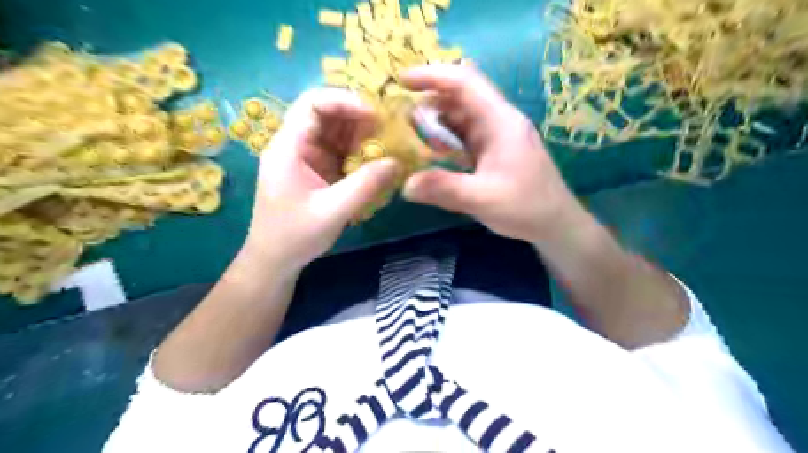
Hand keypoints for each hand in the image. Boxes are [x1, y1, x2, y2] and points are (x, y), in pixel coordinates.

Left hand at [242, 88, 400, 272]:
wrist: (275, 260)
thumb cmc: (294, 236)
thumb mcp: (332, 212)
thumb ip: (365, 185)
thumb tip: (398, 163)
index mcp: (288, 148)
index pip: (312, 104)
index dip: (344, 101)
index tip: (374, 115)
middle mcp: (297, 145)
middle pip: (328, 114)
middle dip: (359, 118)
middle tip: (390, 130)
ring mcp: (308, 157)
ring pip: (337, 132)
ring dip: (363, 136)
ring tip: (388, 146)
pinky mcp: (319, 170)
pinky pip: (342, 151)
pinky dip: (361, 153)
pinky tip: (377, 162)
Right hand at [399, 63, 580, 244]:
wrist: (556, 224)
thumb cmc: (527, 207)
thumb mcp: (483, 199)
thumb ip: (444, 189)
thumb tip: (405, 184)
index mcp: (500, 122)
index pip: (466, 83)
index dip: (433, 76)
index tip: (402, 80)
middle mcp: (498, 122)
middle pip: (461, 98)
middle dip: (429, 102)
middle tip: (400, 118)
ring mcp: (497, 137)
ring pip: (462, 118)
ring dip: (436, 124)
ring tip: (411, 136)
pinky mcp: (494, 152)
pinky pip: (465, 137)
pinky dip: (446, 141)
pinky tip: (432, 153)